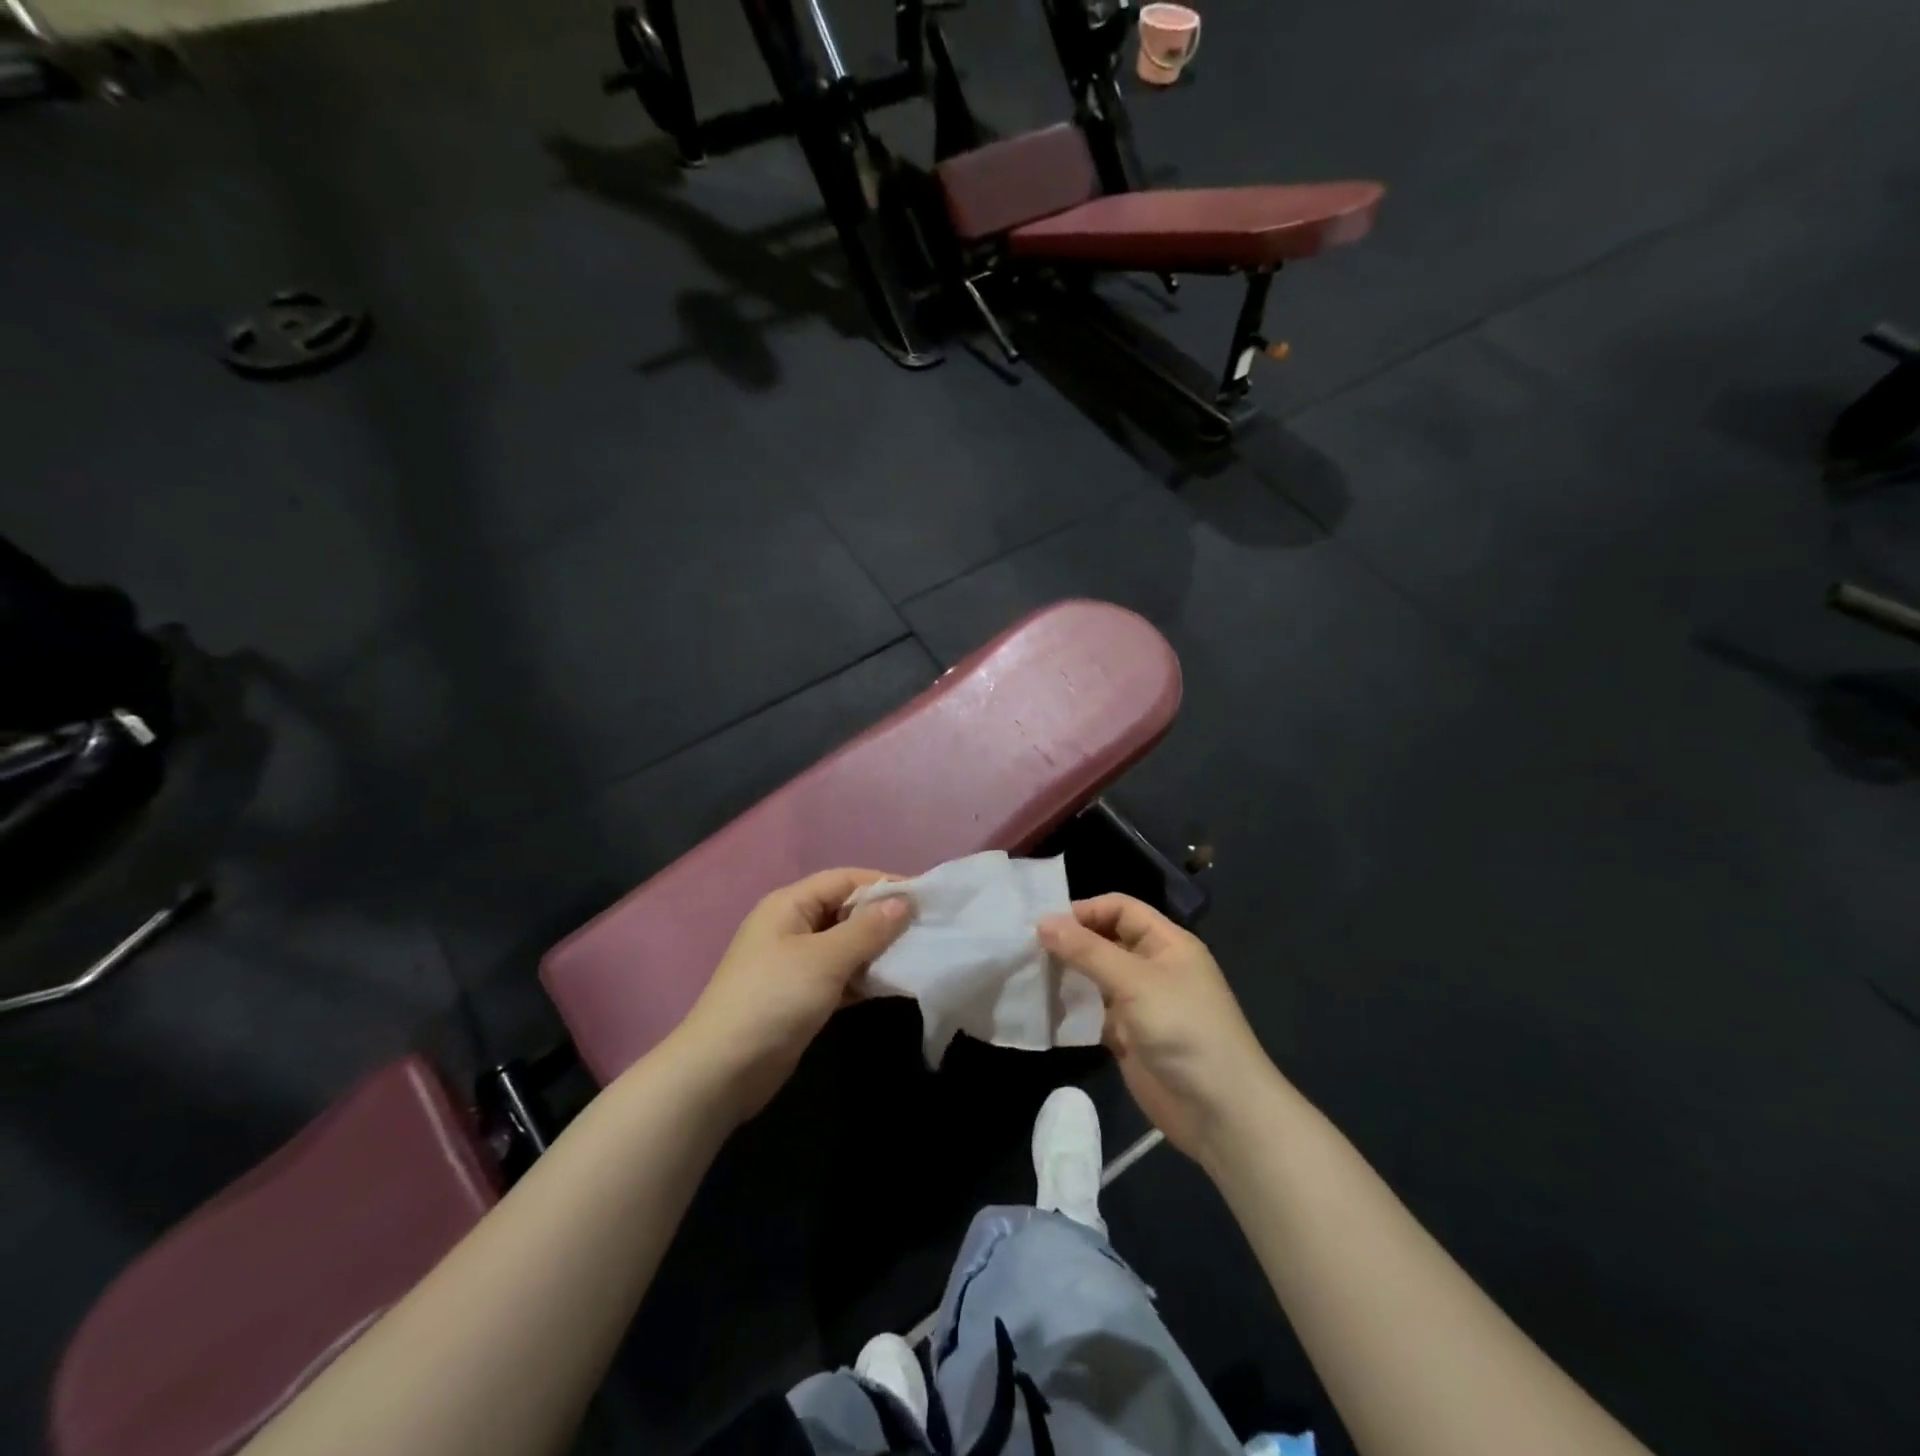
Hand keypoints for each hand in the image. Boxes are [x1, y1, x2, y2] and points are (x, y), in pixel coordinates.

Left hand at [673, 868, 909, 1123]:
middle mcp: (792, 926)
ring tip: (917, 955)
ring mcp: (795, 963)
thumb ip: (867, 929)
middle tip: (926, 928)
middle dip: (883, 918)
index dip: (883, 884)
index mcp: (790, 905)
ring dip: (877, 949)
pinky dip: (864, 977)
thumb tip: (904, 902)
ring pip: (845, 945)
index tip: (924, 897)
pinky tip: (893, 984)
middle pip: (845, 910)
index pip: (844, 879)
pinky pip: (841, 975)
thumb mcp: (825, 959)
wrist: (722, 1071)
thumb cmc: (774, 999)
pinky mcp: (801, 996)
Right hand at [1040, 895, 1277, 1166]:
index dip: (1085, 911)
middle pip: (1105, 941)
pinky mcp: (1128, 1037)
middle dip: (1070, 943)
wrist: (1219, 1111)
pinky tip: (1042, 1009)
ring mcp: (1140, 1004)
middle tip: (1026, 950)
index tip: (1044, 924)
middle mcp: (1152, 967)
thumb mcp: (1135, 981)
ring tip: (1028, 976)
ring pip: (1095, 978)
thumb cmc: (1183, 1028)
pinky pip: (1093, 1013)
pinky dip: (1071, 1010)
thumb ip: (1087, 950)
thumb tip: (1043, 922)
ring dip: (1066, 976)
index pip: (1120, 909)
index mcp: (1166, 943)